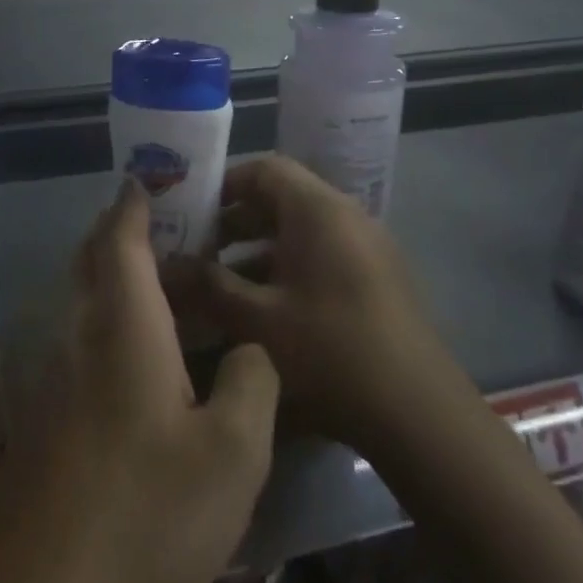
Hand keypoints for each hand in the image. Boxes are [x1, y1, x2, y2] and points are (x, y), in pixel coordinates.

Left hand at [0, 179, 279, 582]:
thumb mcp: (231, 456)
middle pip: (92, 260)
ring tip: (167, 283)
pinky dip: (110, 320)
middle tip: (168, 223)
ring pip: (84, 301)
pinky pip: (80, 340)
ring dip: (116, 277)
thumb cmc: (141, 512)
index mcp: (123, 324)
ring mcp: (53, 375)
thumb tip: (246, 350)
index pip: (121, 238)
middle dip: (122, 231)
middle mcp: (80, 334)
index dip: (135, 201)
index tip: (150, 176)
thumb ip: (250, 385)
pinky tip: (142, 355)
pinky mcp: (44, 415)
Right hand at [162, 155, 472, 459]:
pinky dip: (285, 268)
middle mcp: (346, 217)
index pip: (264, 169)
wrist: (418, 413)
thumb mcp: (257, 320)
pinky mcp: (376, 279)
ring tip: (217, 282)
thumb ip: (207, 286)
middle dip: (233, 221)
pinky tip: (260, 308)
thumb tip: (164, 267)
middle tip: (194, 248)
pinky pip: (321, 255)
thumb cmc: (331, 351)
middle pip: (281, 198)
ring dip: (256, 249)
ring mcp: (366, 248)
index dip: (222, 184)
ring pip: (299, 231)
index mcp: (318, 211)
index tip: (187, 212)